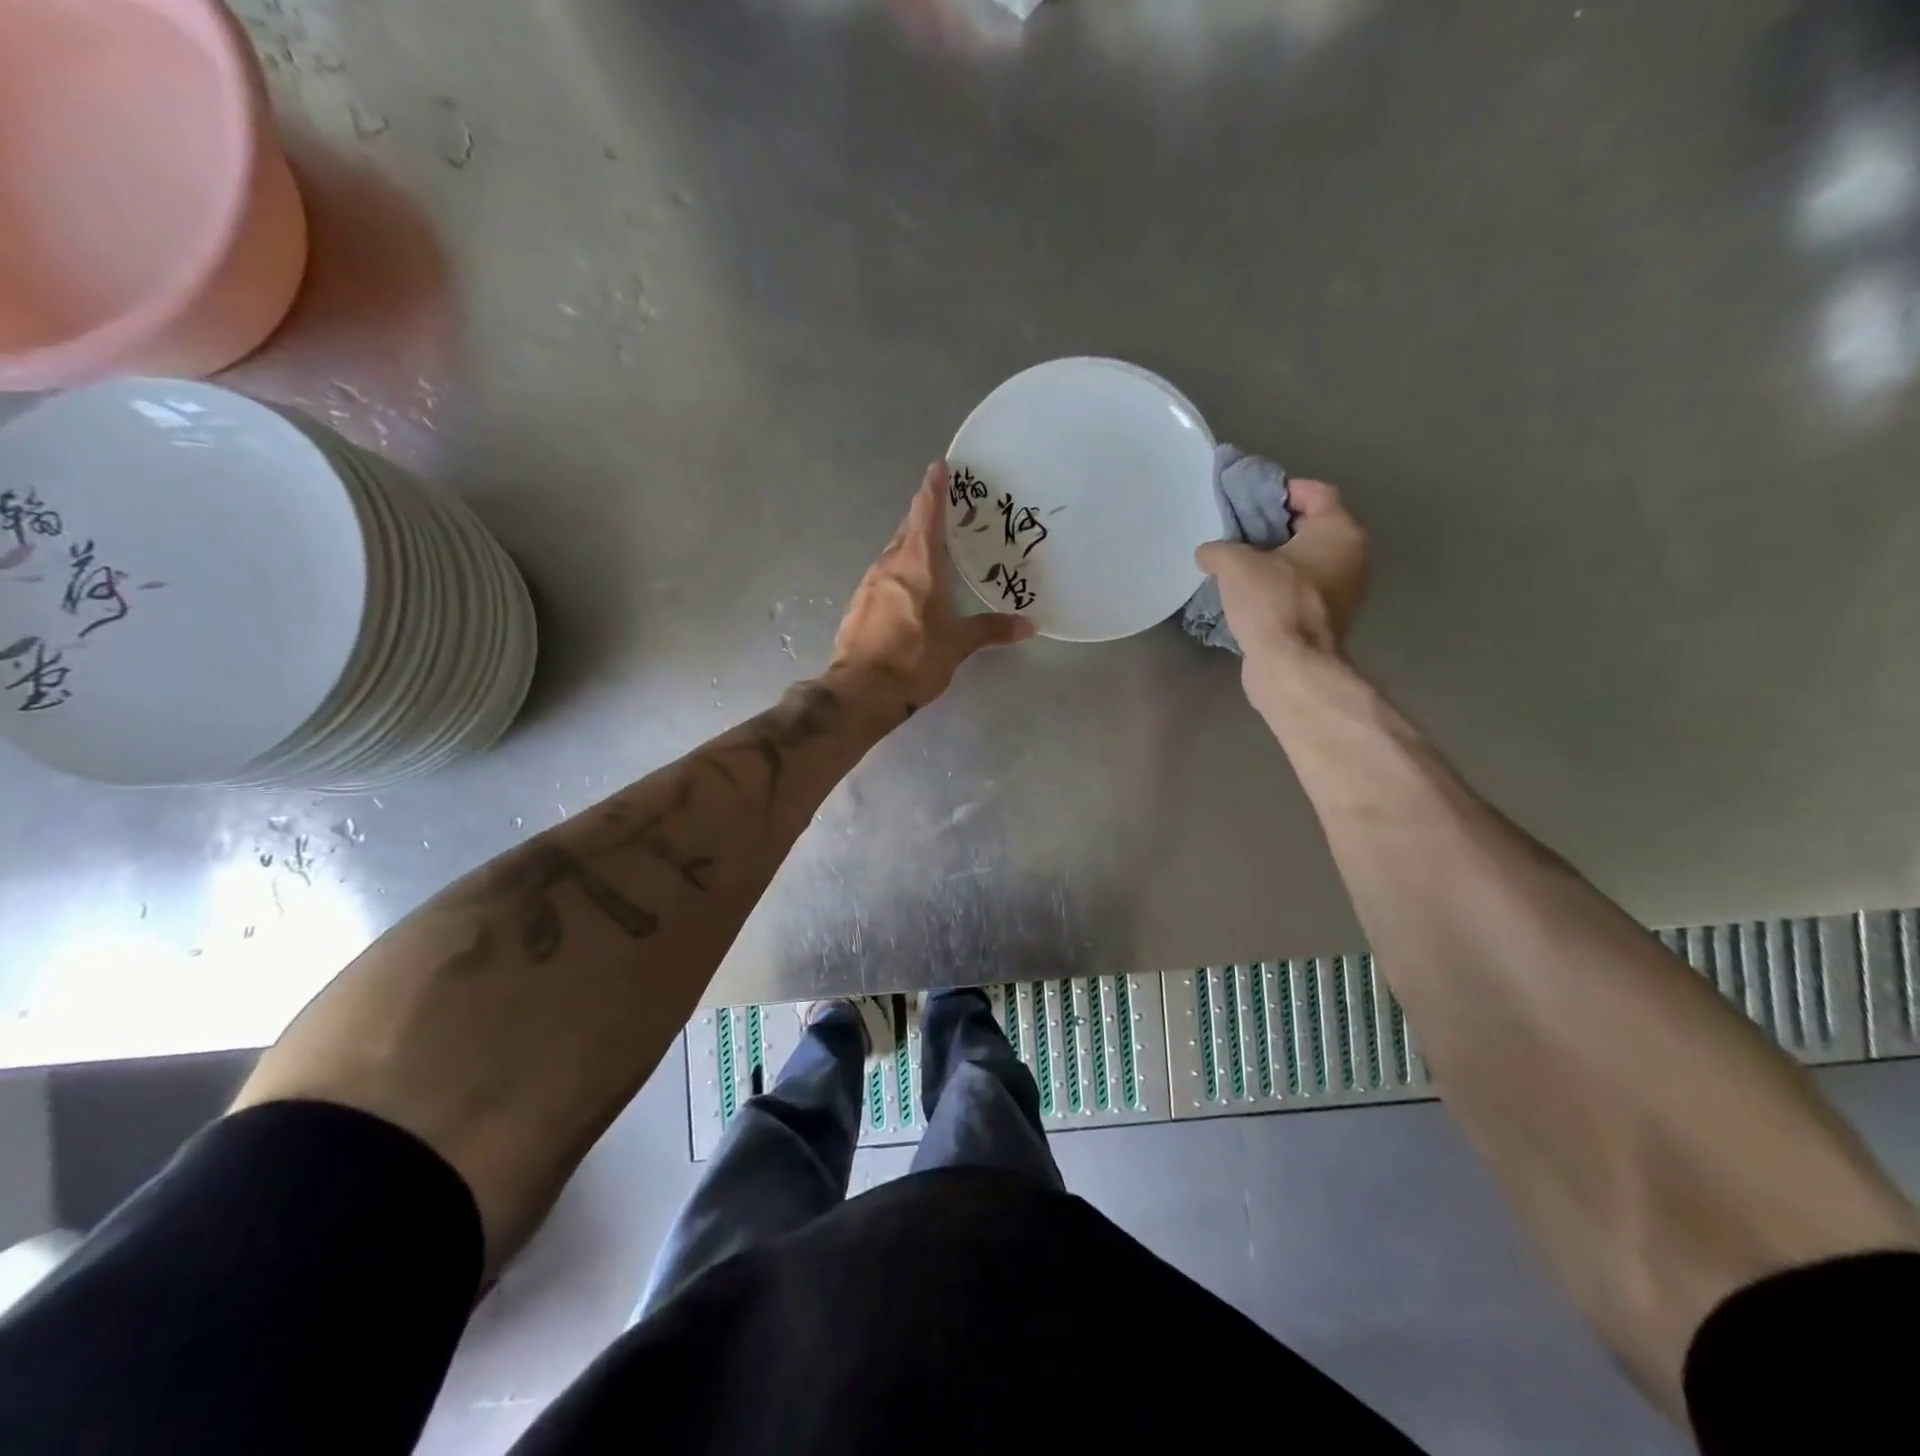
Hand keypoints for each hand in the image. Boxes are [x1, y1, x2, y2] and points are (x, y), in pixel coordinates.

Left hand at [831, 462, 1034, 714]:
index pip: (926, 514)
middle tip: (945, 510)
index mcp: (917, 564)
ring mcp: (869, 584)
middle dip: (924, 516)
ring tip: (931, 550)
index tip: (939, 467)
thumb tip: (1028, 625)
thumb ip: (991, 630)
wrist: (862, 690)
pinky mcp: (858, 605)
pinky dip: (899, 573)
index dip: (934, 489)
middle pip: (908, 530)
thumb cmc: (914, 659)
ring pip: (893, 554)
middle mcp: (890, 565)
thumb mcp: (958, 644)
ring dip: (911, 546)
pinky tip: (908, 589)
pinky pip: (883, 577)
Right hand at [1194, 478, 1368, 673]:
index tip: (1249, 500)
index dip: (1280, 491)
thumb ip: (1218, 549)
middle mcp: (1351, 556)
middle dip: (1275, 527)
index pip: (1315, 493)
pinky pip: (1301, 590)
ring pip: (1306, 561)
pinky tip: (1248, 594)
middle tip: (1238, 531)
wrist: (1291, 666)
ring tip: (1237, 564)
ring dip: (1275, 560)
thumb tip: (1208, 553)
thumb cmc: (1272, 603)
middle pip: (1311, 527)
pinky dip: (1279, 587)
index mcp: (1339, 531)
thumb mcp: (1234, 565)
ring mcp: (1343, 590)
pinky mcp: (1327, 619)